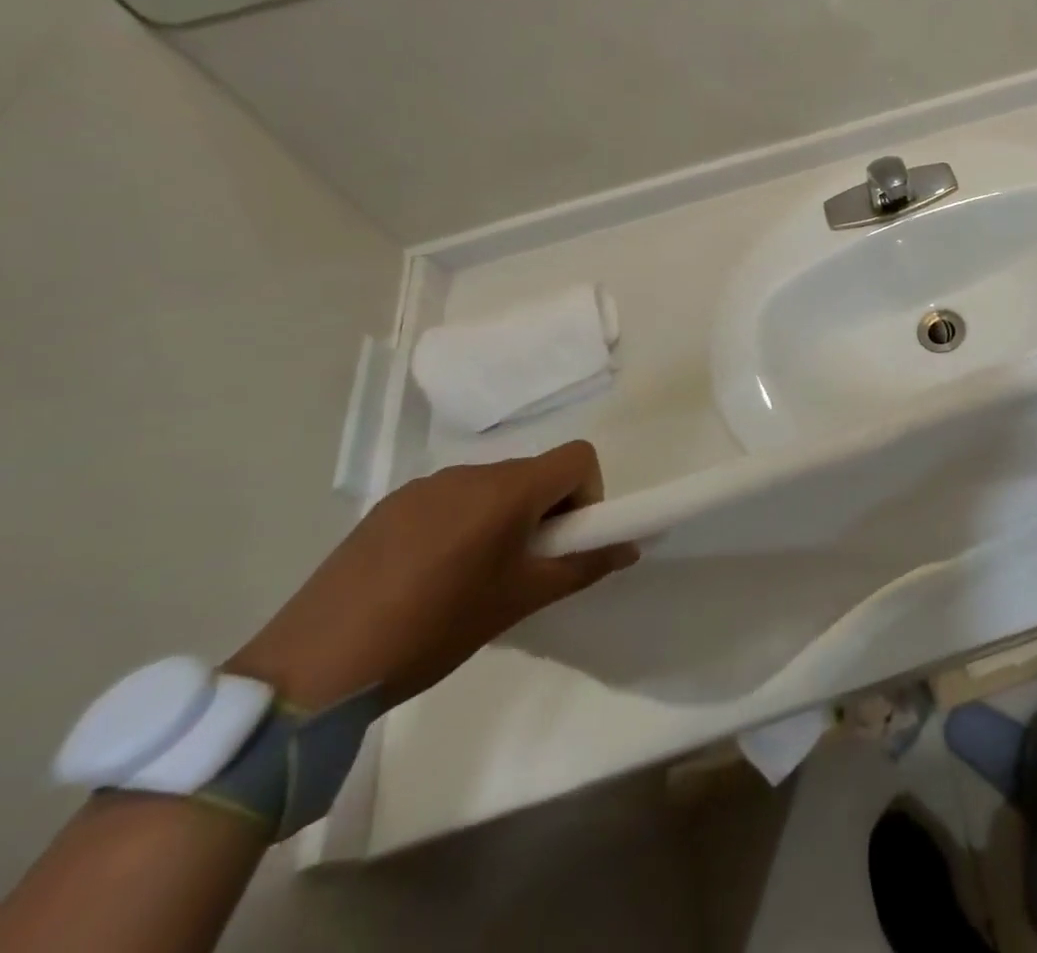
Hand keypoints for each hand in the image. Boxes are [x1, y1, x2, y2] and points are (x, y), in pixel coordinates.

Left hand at [225, 441, 636, 708]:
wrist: (312, 671)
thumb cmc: (434, 629)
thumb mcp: (520, 601)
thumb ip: (583, 566)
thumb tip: (630, 548)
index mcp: (507, 490)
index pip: (578, 458)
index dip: (587, 494)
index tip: (564, 542)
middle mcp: (468, 473)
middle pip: (534, 473)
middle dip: (544, 511)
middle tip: (522, 568)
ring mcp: (422, 488)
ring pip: (491, 487)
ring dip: (501, 518)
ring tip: (471, 577)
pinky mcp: (386, 508)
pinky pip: (448, 500)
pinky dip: (460, 524)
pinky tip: (427, 577)